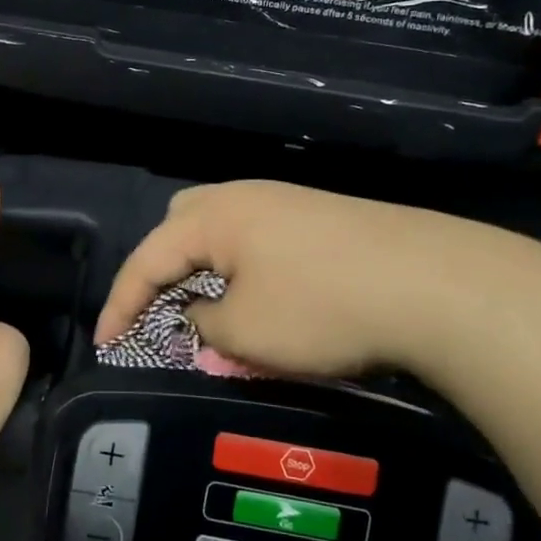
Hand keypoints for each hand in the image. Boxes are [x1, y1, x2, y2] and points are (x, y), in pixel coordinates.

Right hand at [93, 180, 540, 384]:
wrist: (435, 283)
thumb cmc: (323, 306)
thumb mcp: (246, 332)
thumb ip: (205, 325)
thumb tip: (201, 317)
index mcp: (214, 216)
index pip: (147, 258)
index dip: (120, 303)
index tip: (104, 344)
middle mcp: (246, 197)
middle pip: (182, 224)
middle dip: (163, 268)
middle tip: (165, 310)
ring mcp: (289, 204)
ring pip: (226, 234)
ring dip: (209, 273)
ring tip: (216, 314)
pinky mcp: (324, 221)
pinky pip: (262, 242)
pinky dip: (248, 273)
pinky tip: (270, 305)